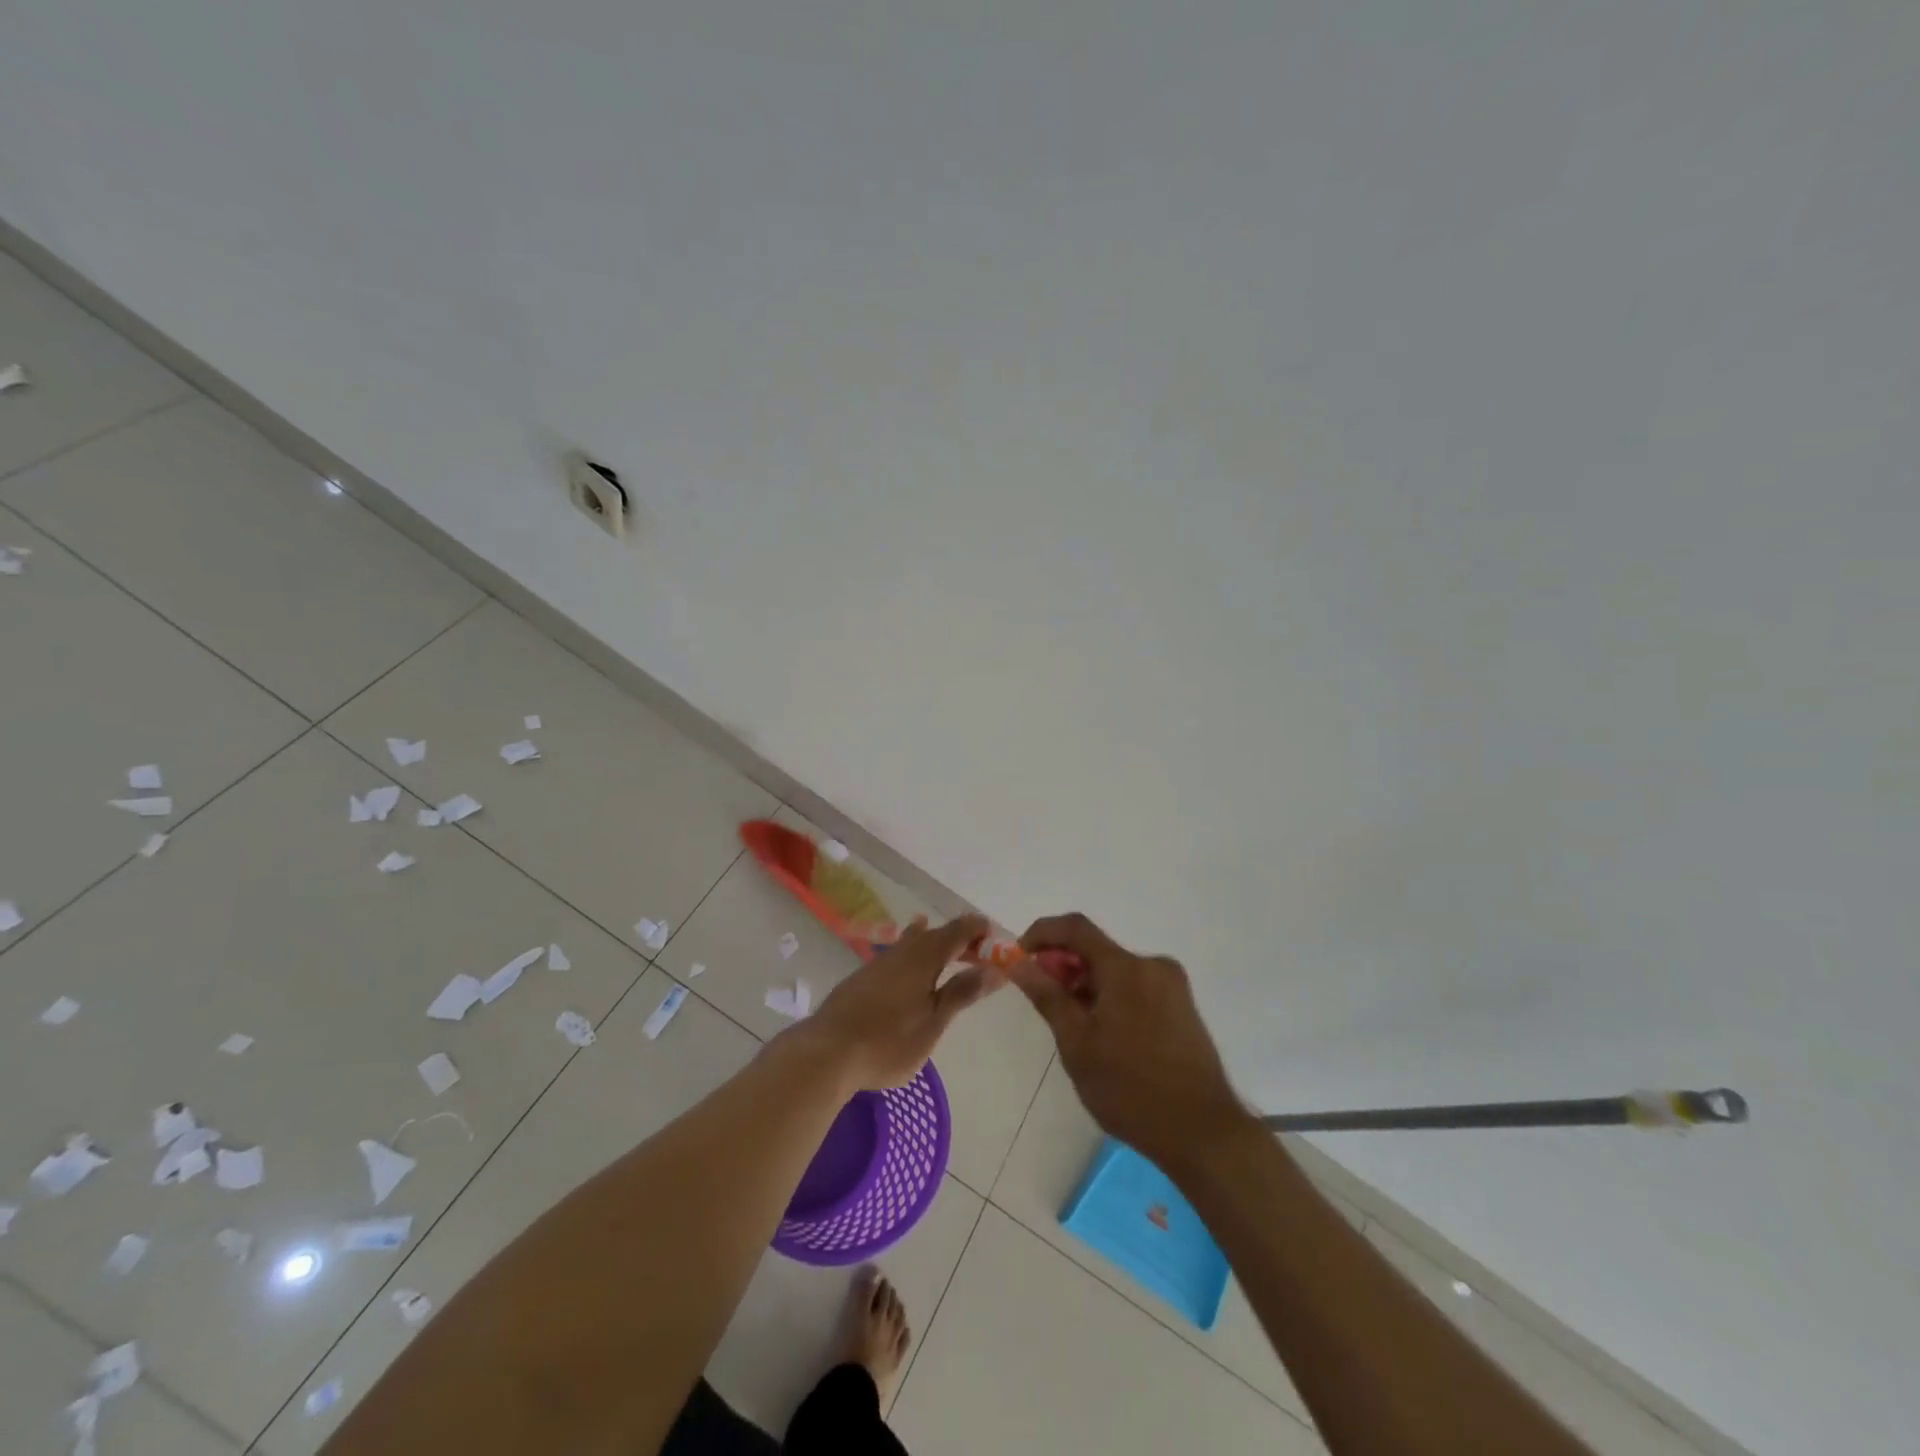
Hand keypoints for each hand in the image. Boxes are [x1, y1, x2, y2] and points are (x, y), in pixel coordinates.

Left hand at [800, 914, 999, 1090]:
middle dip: (958, 939)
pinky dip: (913, 955)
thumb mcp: (933, 1023)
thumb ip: (962, 993)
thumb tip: (995, 969)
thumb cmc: (887, 1042)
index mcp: (923, 957)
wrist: (826, 1053)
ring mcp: (878, 963)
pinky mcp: (862, 978)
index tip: (995, 940)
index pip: (958, 930)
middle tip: (978, 954)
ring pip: (912, 942)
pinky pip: (897, 955)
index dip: (978, 930)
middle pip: (935, 934)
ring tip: (946, 947)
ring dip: (933, 944)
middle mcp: (901, 951)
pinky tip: (908, 968)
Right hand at [1009, 913, 1248, 1170]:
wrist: (1204, 1133)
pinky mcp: (1182, 1006)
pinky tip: (1103, 1034)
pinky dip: (1111, 995)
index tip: (1020, 956)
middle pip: (1097, 949)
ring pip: (1116, 969)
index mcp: (1126, 968)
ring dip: (1087, 983)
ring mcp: (1172, 985)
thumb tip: (1019, 963)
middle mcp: (1153, 965)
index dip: (1041, 933)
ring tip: (1072, 1025)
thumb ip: (1047, 996)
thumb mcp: (1077, 1044)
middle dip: (1063, 965)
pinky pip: (1136, 985)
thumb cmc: (1131, 1089)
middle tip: (1042, 998)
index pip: (1075, 927)